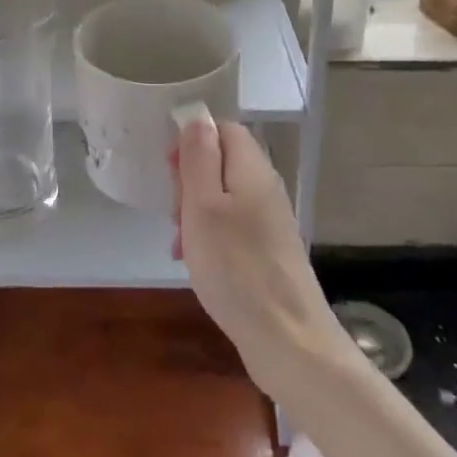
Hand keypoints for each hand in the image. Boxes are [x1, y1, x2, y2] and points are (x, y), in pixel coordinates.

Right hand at [173, 117, 349, 397]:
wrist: (287, 338)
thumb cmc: (236, 267)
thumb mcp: (203, 206)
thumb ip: (199, 157)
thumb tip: (197, 117)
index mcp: (252, 169)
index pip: (224, 129)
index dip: (193, 140)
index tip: (168, 171)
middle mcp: (265, 188)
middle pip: (222, 162)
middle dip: (190, 181)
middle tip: (174, 212)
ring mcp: (269, 221)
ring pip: (222, 198)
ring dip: (195, 213)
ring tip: (179, 243)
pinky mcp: (268, 250)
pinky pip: (231, 227)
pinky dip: (209, 237)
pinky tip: (195, 262)